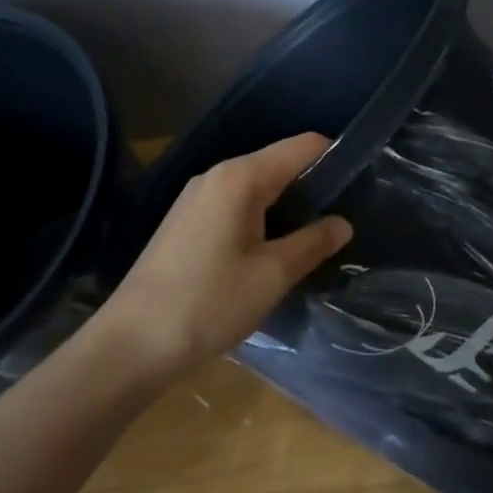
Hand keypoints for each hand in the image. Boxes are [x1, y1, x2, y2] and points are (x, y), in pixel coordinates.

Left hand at [92, 133, 352, 383]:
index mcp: (241, 177)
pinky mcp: (186, 221)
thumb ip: (313, 243)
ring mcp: (197, 198)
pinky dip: (263, 216)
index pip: (302, 146)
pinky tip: (274, 249)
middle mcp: (217, 175)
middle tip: (344, 217)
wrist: (129, 346)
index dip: (336, 156)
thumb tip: (343, 223)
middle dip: (314, 184)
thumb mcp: (272, 275)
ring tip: (316, 236)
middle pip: (279, 163)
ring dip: (288, 204)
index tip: (363, 183)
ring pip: (258, 186)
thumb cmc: (208, 303)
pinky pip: (237, 204)